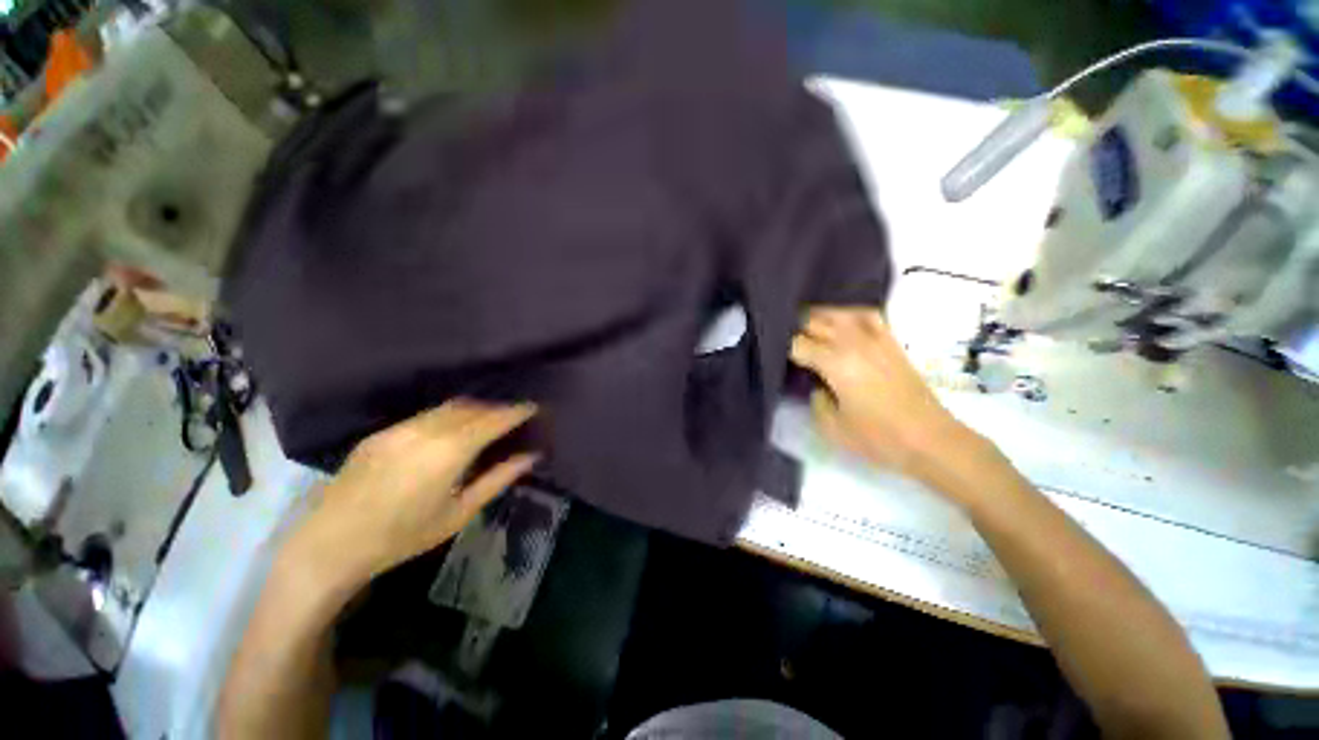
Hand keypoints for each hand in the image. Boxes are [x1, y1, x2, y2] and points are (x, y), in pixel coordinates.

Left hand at [281, 400, 538, 593]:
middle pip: (471, 408)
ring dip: (473, 410)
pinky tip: (449, 433)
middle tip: (512, 417)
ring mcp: (399, 429)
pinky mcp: (380, 434)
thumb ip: (497, 479)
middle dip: (496, 409)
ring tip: (486, 422)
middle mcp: (425, 431)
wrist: (331, 545)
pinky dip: (447, 417)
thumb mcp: (459, 513)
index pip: (492, 420)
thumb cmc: (403, 536)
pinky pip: (424, 416)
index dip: (515, 412)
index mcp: (449, 452)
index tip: (533, 408)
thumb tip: (530, 457)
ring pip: (447, 408)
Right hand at [790, 308, 998, 497]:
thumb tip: (816, 384)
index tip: (772, 354)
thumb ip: (814, 400)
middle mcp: (852, 341)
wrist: (930, 439)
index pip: (796, 343)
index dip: (780, 348)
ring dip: (817, 318)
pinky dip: (848, 314)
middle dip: (794, 329)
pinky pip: (865, 315)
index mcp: (834, 362)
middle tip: (783, 343)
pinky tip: (841, 322)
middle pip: (813, 321)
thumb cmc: (878, 437)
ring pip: (837, 313)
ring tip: (805, 329)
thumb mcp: (831, 427)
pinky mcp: (890, 341)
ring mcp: (874, 337)